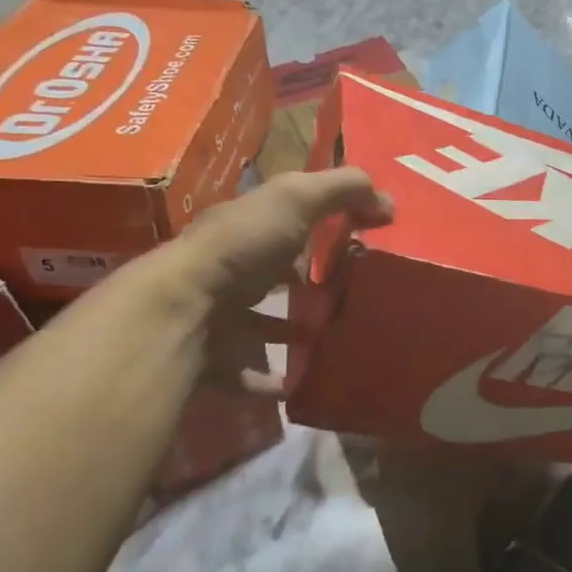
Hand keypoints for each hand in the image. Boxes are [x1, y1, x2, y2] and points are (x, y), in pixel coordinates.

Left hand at [120, 167, 392, 395]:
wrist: (184, 310)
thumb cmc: (243, 246)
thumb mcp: (296, 198)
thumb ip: (341, 189)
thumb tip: (387, 199)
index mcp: (248, 227)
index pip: (290, 219)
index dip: (326, 223)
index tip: (366, 239)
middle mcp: (232, 268)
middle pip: (276, 271)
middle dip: (311, 279)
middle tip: (357, 293)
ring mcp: (222, 316)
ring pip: (264, 322)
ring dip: (296, 330)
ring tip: (340, 338)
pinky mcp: (220, 359)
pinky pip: (255, 373)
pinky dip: (278, 380)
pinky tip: (308, 383)